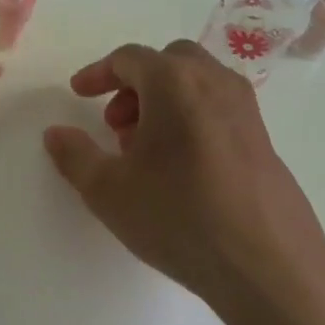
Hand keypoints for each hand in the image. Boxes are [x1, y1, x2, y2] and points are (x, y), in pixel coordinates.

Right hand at [43, 40, 324, 318]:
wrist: (269, 266)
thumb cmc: (179, 217)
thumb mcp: (108, 190)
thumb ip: (75, 155)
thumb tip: (55, 133)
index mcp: (174, 82)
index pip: (129, 58)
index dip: (98, 73)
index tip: (78, 95)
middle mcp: (214, 82)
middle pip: (168, 62)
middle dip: (134, 84)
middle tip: (116, 123)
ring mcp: (245, 110)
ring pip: (196, 83)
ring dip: (163, 101)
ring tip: (145, 150)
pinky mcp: (264, 139)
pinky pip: (218, 108)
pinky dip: (191, 117)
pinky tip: (180, 167)